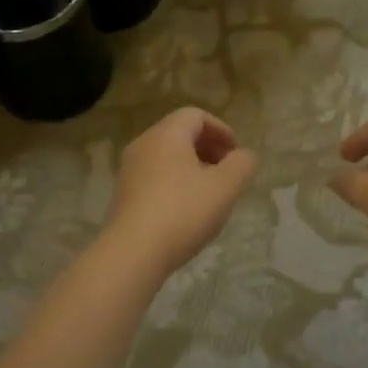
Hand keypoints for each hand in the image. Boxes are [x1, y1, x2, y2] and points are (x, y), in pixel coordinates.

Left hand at [105, 108, 256, 277]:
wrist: (133, 252)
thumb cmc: (183, 212)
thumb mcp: (225, 187)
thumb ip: (242, 165)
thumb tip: (243, 156)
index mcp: (167, 135)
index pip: (195, 115)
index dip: (221, 130)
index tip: (235, 154)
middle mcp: (143, 145)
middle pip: (180, 135)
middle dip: (208, 149)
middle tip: (227, 174)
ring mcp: (129, 171)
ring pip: (167, 158)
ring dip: (192, 169)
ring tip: (210, 196)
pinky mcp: (124, 196)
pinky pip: (155, 178)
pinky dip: (175, 185)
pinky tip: (187, 213)